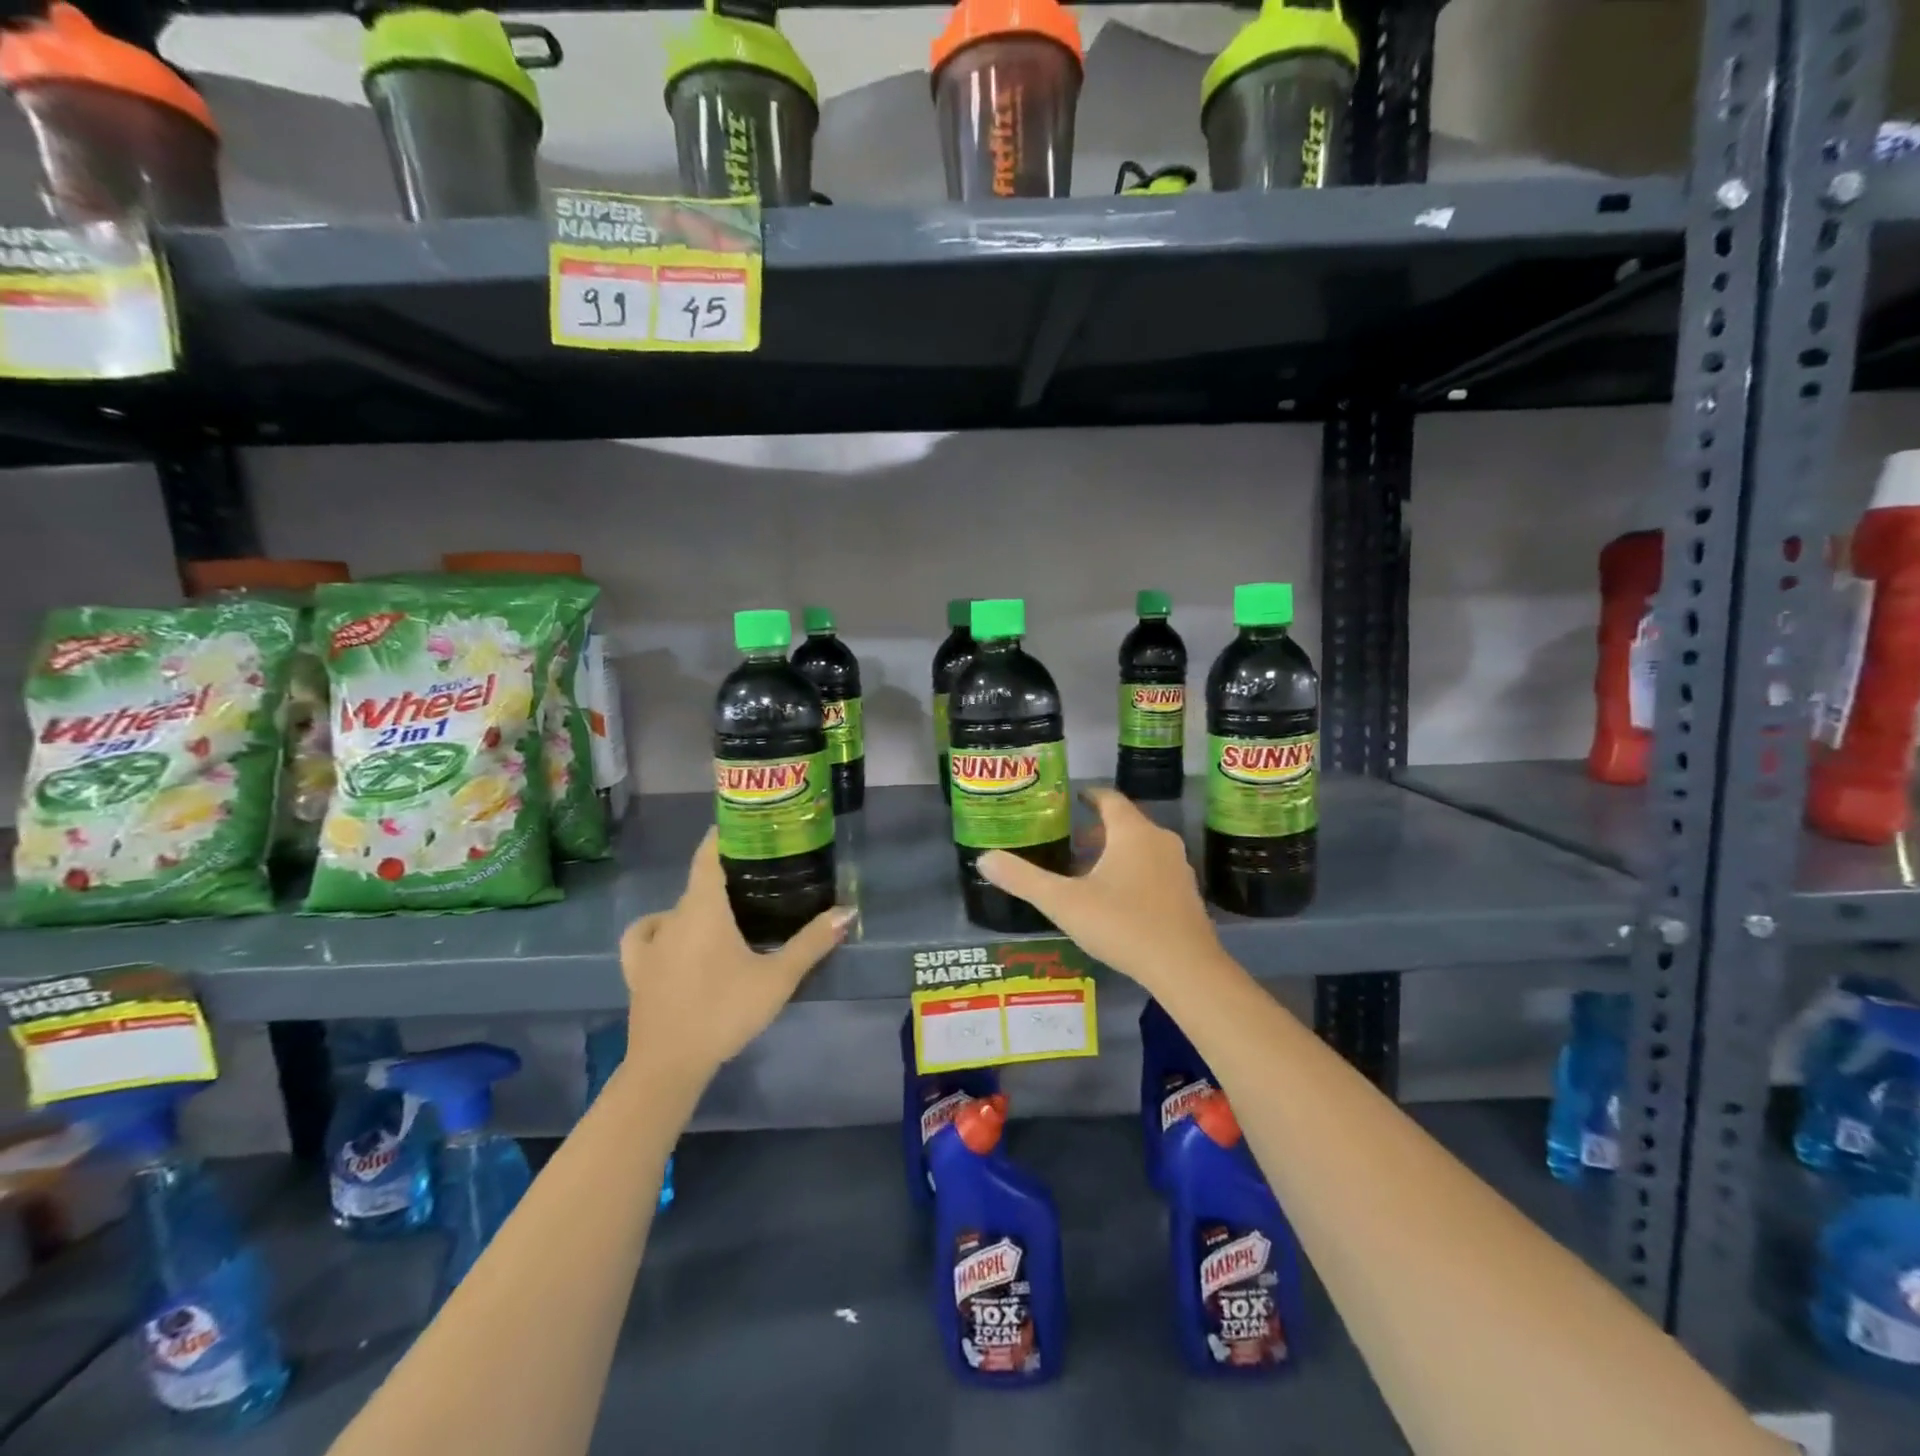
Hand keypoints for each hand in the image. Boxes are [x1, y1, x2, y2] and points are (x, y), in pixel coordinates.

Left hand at [618, 828, 850, 1091]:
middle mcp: (674, 915)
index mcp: (704, 907)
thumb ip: (812, 942)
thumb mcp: (778, 978)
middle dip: (727, 873)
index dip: (726, 834)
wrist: (669, 1064)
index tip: (750, 827)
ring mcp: (651, 942)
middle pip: (699, 881)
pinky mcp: (638, 968)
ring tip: (725, 912)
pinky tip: (672, 935)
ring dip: (700, 903)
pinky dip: (658, 926)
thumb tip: (847, 910)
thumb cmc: (725, 1012)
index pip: (710, 854)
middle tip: (761, 875)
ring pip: (678, 908)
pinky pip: (645, 933)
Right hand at [977, 788, 1226, 996]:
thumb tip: (984, 858)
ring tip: (1086, 873)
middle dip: (1096, 830)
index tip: (1071, 798)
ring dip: (1114, 853)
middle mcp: (1159, 840)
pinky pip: (1154, 870)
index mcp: (1131, 831)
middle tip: (1068, 842)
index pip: (1108, 798)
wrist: (1185, 968)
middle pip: (1125, 823)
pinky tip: (1115, 900)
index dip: (1088, 795)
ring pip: (1140, 848)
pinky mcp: (1187, 894)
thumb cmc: (1122, 924)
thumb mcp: (1063, 902)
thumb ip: (1023, 879)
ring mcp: (1178, 867)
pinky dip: (1132, 872)